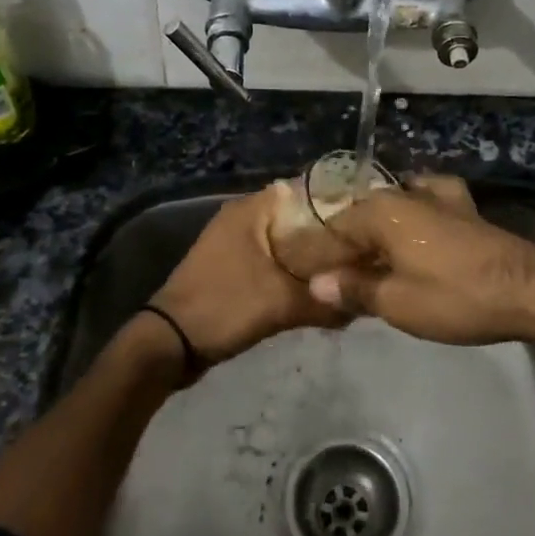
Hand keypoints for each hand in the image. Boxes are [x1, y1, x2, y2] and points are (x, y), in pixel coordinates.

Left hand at [149, 185, 345, 365]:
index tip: (364, 221)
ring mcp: (234, 242)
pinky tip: (316, 286)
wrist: (170, 344)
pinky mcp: (232, 266)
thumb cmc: (224, 307)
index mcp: (250, 210)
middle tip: (362, 250)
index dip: (336, 204)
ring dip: (310, 254)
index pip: (304, 191)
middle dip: (327, 234)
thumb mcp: (281, 304)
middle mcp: (242, 217)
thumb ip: (324, 302)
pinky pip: (272, 258)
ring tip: (346, 268)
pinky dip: (292, 269)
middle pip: (296, 216)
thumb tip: (364, 305)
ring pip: (285, 240)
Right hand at [306, 176, 534, 345]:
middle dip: (346, 246)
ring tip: (369, 265)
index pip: (333, 229)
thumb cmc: (455, 296)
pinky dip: (409, 223)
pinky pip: (422, 209)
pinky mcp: (463, 208)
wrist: (529, 290)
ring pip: (391, 212)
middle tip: (335, 281)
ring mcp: (438, 196)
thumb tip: (317, 283)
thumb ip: (354, 288)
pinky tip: (412, 238)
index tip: (305, 281)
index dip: (317, 256)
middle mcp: (405, 193)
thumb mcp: (397, 302)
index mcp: (382, 210)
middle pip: (362, 217)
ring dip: (377, 235)